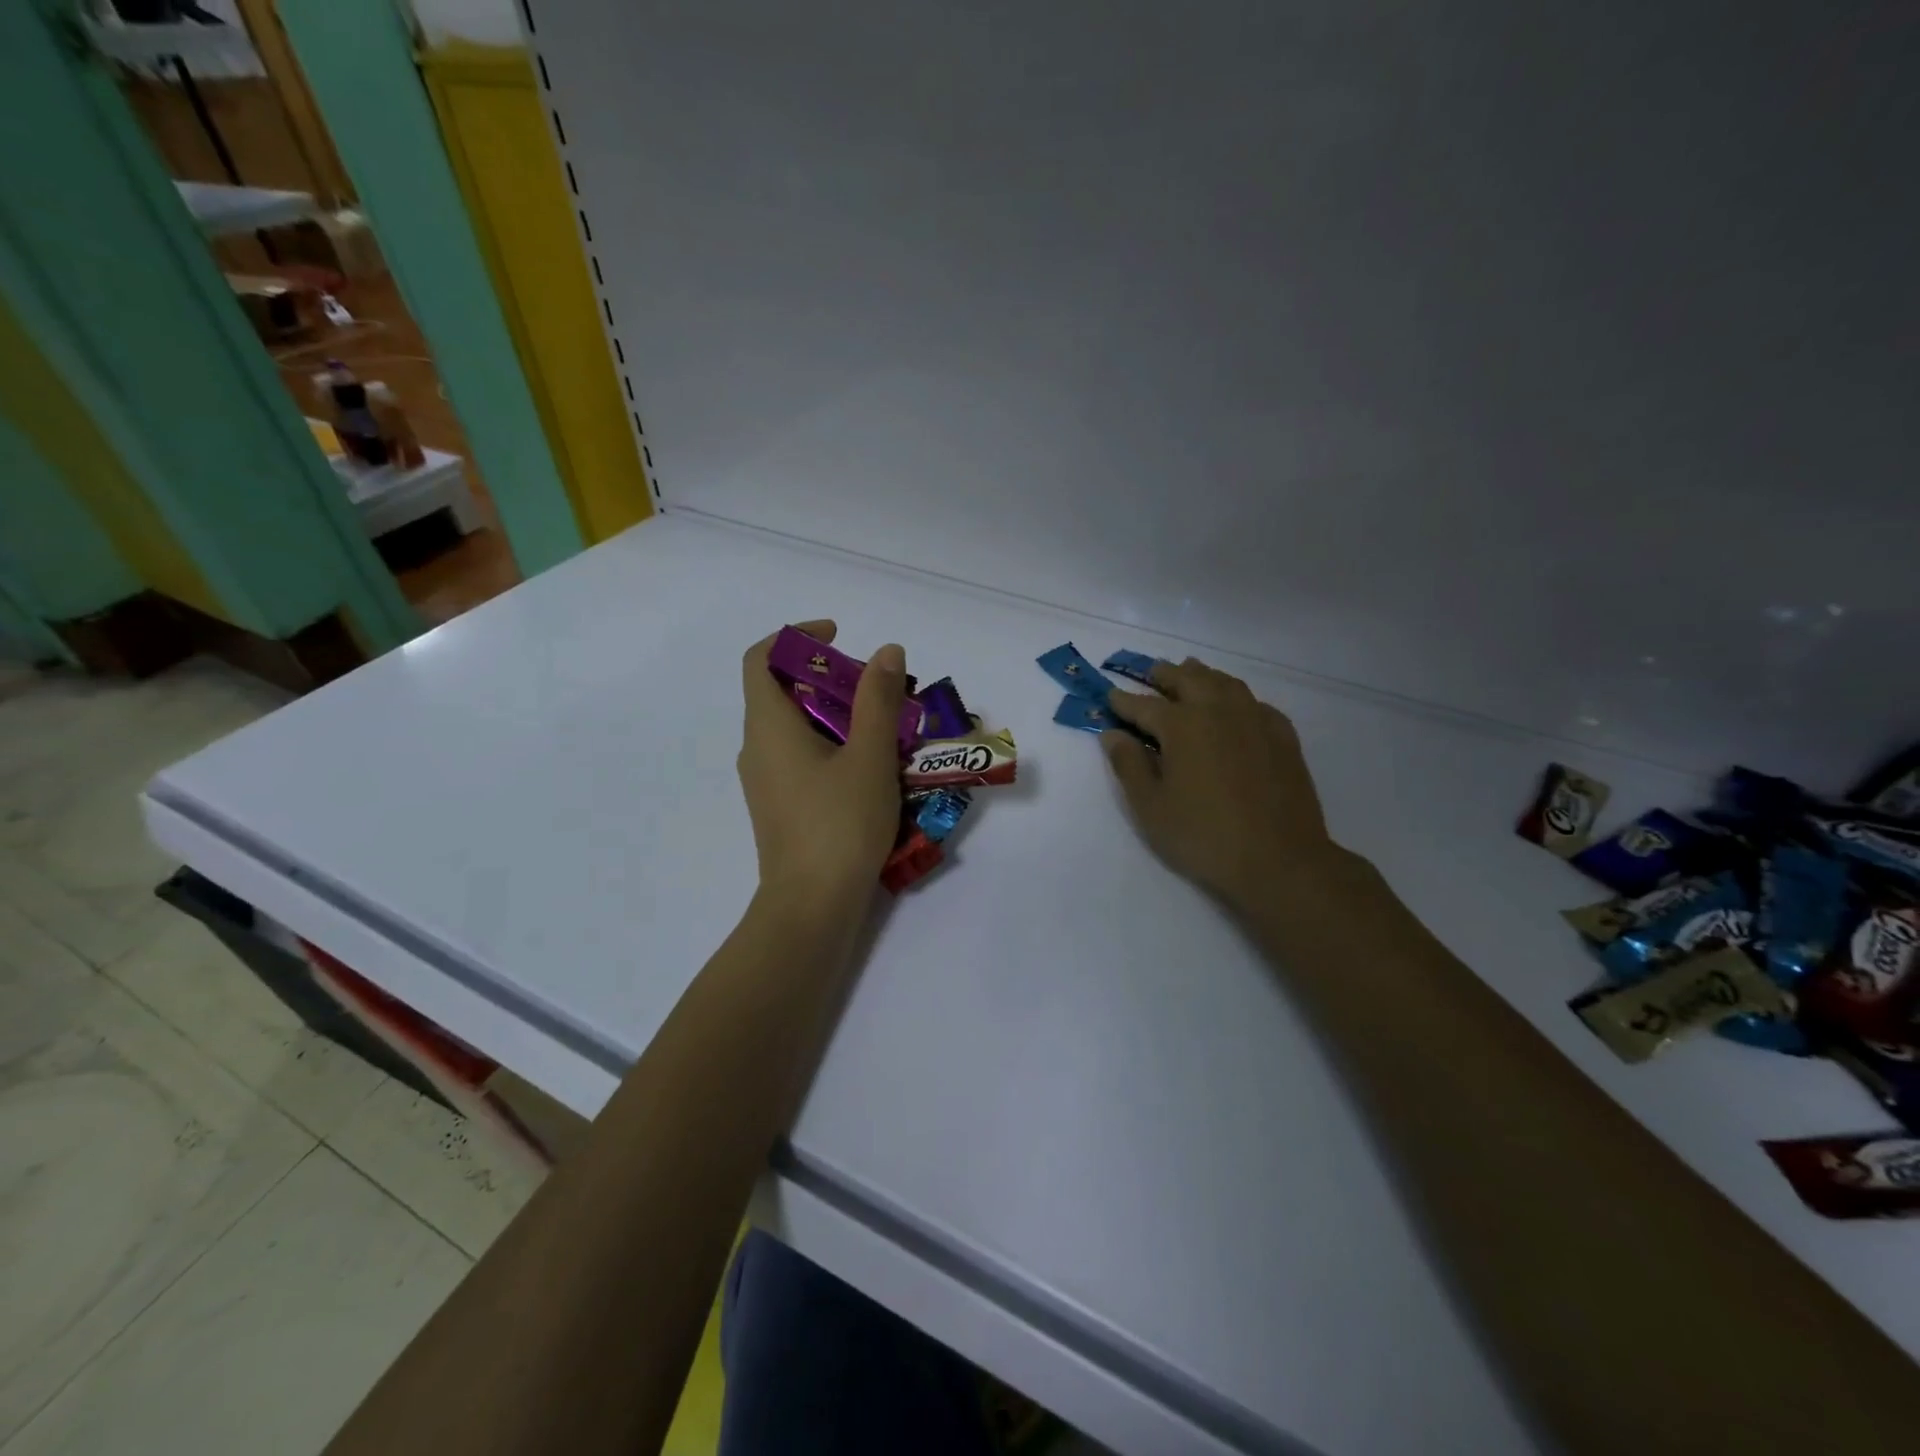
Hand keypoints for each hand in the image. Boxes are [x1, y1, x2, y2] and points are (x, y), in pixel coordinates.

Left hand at [738, 620, 905, 907]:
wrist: (811, 907)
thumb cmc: (839, 824)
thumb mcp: (869, 756)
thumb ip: (877, 700)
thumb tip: (885, 650)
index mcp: (768, 725)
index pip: (761, 658)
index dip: (796, 635)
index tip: (839, 636)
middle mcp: (756, 747)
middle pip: (782, 690)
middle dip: (829, 677)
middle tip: (876, 688)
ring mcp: (765, 780)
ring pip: (794, 727)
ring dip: (834, 714)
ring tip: (882, 727)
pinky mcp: (779, 806)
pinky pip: (799, 757)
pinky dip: (829, 745)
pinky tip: (869, 768)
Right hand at [1102, 657, 1353, 912]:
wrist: (1279, 859)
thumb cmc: (1203, 836)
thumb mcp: (1151, 807)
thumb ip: (1128, 765)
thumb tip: (1112, 734)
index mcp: (1182, 725)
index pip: (1144, 705)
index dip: (1123, 701)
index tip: (1109, 697)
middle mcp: (1218, 711)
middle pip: (1187, 680)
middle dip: (1164, 675)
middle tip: (1150, 673)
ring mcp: (1255, 719)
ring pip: (1224, 683)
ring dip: (1202, 675)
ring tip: (1190, 673)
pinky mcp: (1282, 736)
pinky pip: (1255, 702)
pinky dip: (1237, 697)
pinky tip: (1235, 706)